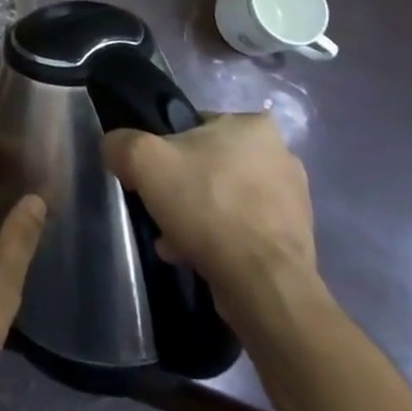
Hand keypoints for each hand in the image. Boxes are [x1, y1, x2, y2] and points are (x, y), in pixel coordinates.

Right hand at [102, 114, 316, 328]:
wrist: (263, 284)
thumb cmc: (207, 206)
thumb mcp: (143, 160)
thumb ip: (121, 143)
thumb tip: (117, 149)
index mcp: (254, 126)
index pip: (194, 126)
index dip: (165, 149)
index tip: (152, 176)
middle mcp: (282, 156)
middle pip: (208, 165)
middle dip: (182, 189)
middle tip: (162, 210)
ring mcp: (293, 201)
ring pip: (225, 200)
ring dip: (198, 218)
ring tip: (175, 242)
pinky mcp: (295, 241)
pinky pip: (243, 231)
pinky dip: (220, 241)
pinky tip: (197, 258)